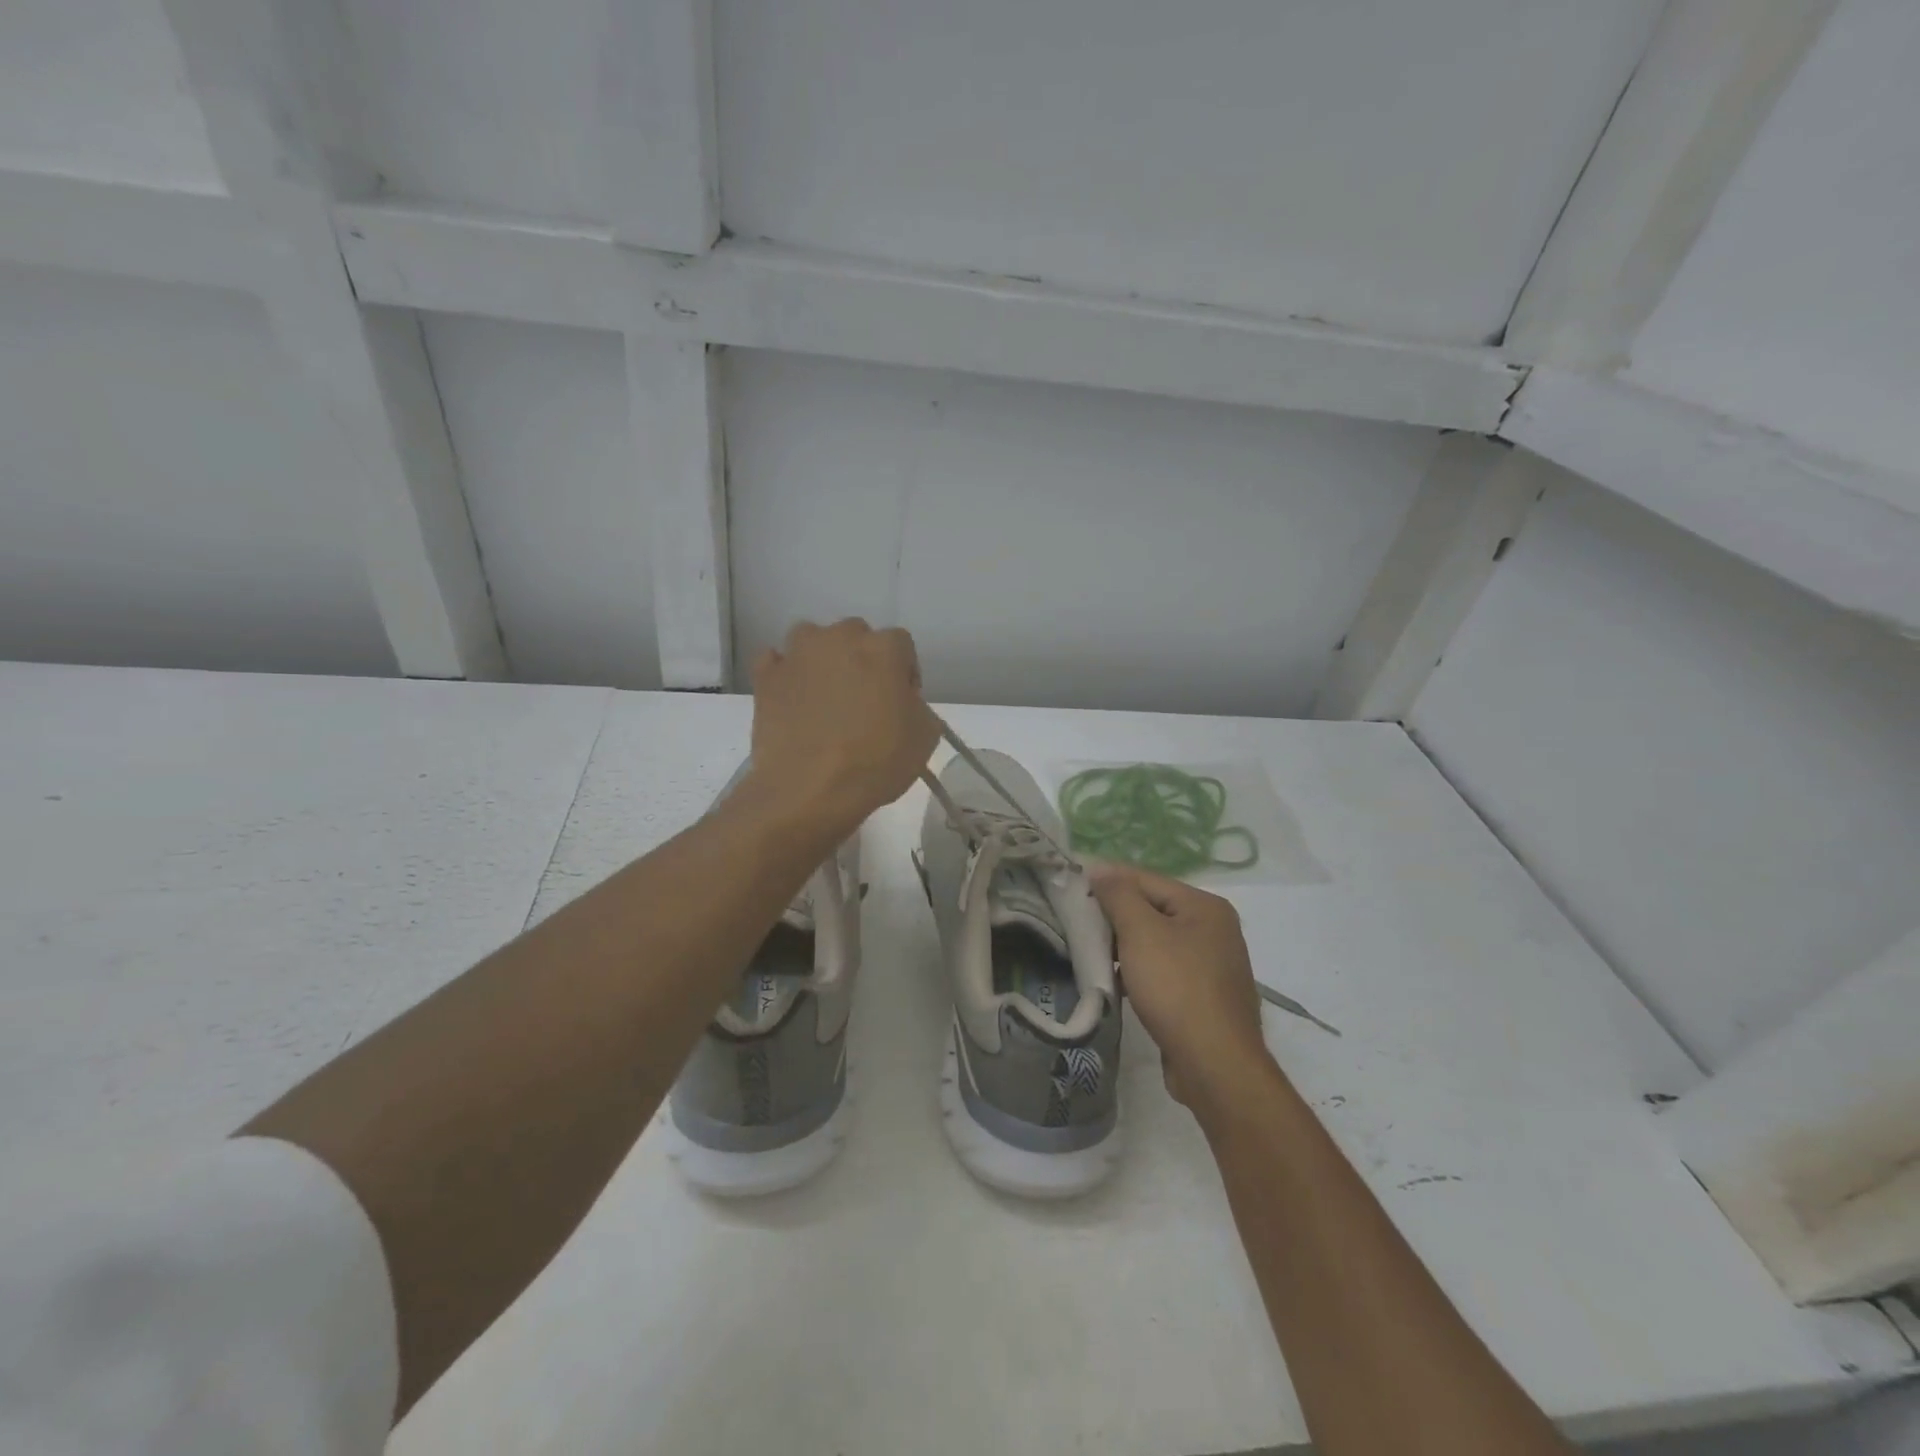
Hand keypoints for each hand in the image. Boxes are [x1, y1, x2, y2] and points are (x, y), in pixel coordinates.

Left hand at [748, 619, 940, 833]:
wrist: (809, 790)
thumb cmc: (876, 762)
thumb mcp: (925, 738)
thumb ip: (918, 707)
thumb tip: (903, 703)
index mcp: (883, 648)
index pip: (901, 645)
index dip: (904, 674)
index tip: (902, 703)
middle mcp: (839, 638)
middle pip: (856, 637)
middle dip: (862, 661)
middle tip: (863, 700)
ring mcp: (797, 654)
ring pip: (813, 641)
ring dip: (821, 660)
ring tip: (824, 696)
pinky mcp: (765, 677)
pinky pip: (776, 663)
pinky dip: (785, 675)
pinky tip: (792, 700)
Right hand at [1090, 864, 1276, 1115]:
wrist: (1215, 1065)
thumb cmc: (1176, 988)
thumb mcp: (1141, 932)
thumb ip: (1119, 895)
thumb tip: (1100, 868)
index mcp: (1205, 906)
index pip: (1146, 880)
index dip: (1108, 880)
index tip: (1072, 886)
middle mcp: (1214, 929)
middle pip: (1152, 910)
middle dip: (1115, 916)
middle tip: (1076, 922)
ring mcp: (1212, 965)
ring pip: (1156, 942)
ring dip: (1124, 947)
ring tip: (1090, 953)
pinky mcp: (1204, 997)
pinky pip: (1164, 971)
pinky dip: (1139, 972)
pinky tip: (1115, 983)